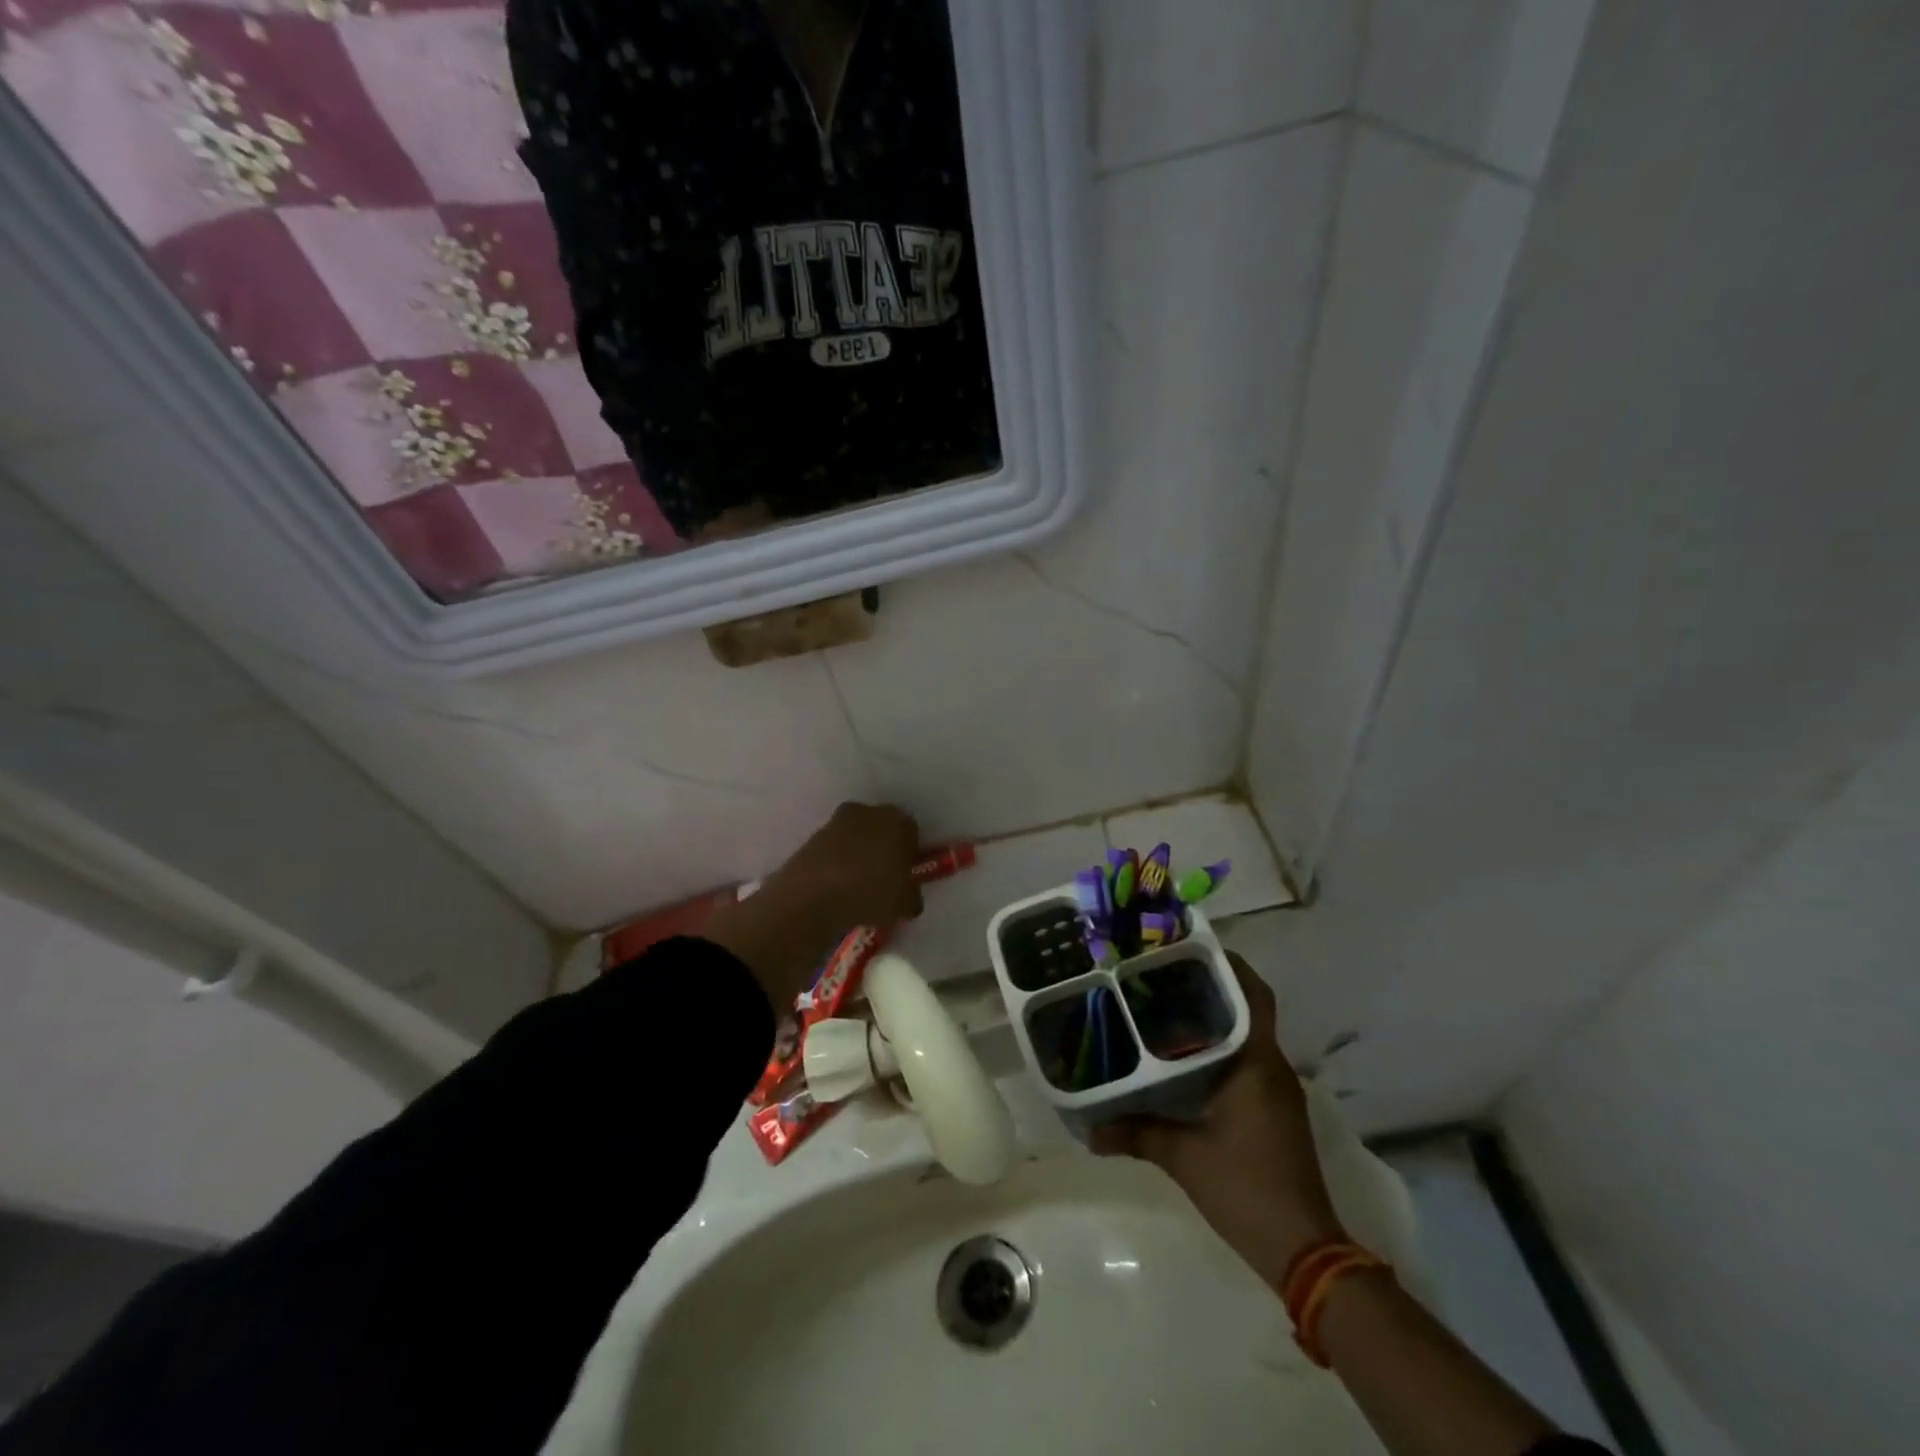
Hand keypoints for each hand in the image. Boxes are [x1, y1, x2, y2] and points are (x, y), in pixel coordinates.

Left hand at [705, 803, 921, 1005]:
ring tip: (858, 887)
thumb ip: (911, 897)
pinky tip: (837, 888)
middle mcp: (868, 812)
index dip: (910, 854)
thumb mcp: (904, 904)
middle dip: (883, 850)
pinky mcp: (812, 836)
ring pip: (856, 838)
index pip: (911, 832)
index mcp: (897, 820)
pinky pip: (834, 850)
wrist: (811, 897)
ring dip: (859, 856)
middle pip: (882, 829)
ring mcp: (836, 822)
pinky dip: (837, 864)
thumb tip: (908, 898)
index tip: (906, 876)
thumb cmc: (870, 894)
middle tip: (884, 880)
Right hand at [1090, 954, 1343, 1287]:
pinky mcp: (1272, 1111)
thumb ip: (1136, 1133)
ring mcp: (1276, 1090)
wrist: (1304, 1251)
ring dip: (1213, 1019)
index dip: (1228, 964)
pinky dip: (1217, 1049)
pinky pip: (1245, 1061)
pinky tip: (1181, 1058)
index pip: (1253, 994)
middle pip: (1246, 1008)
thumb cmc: (1246, 1188)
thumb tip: (1090, 1129)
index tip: (1189, 947)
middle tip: (1161, 974)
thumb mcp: (1183, 1157)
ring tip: (1162, 1007)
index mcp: (1258, 1062)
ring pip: (1245, 1035)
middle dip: (1209, 987)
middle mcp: (1272, 1066)